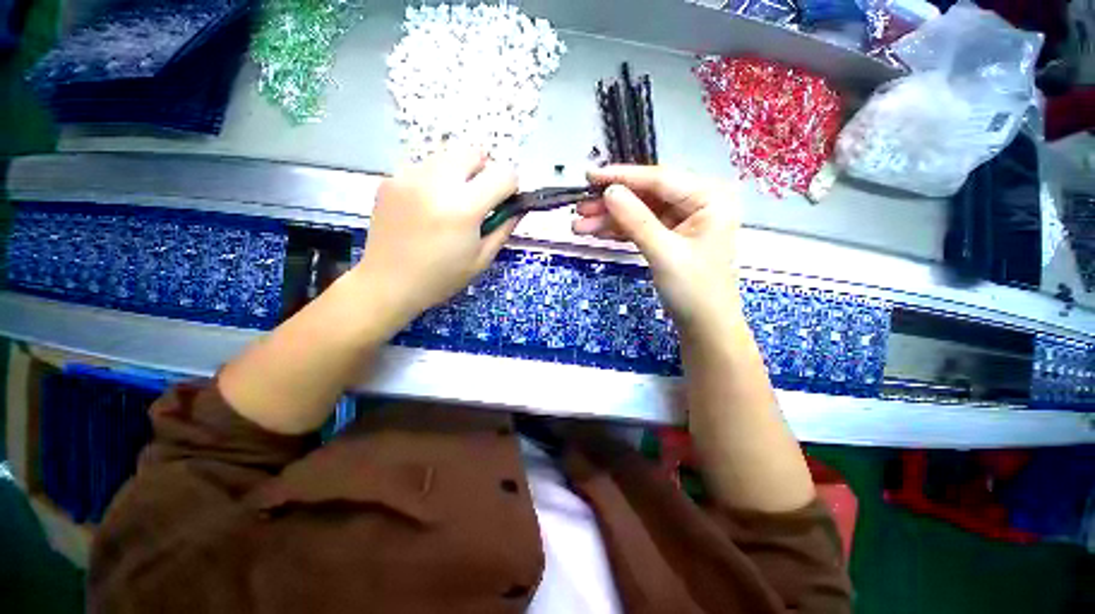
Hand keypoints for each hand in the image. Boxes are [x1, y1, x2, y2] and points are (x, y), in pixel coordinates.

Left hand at [356, 149, 518, 326]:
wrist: (388, 283)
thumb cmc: (441, 277)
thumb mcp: (481, 259)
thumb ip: (504, 228)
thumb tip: (518, 208)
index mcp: (464, 208)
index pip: (503, 174)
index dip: (510, 187)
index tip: (504, 202)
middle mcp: (437, 183)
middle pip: (473, 152)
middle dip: (484, 171)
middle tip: (478, 198)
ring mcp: (409, 177)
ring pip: (447, 156)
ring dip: (458, 174)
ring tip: (450, 203)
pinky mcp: (391, 179)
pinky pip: (424, 167)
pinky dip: (434, 180)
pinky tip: (426, 206)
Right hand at [573, 166, 741, 331]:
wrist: (705, 326)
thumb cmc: (694, 290)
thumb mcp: (664, 253)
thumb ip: (636, 220)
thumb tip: (609, 191)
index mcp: (709, 198)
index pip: (659, 180)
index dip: (622, 177)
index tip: (589, 175)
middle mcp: (697, 203)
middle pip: (646, 196)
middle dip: (611, 204)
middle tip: (579, 208)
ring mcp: (683, 221)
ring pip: (640, 212)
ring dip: (609, 219)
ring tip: (579, 226)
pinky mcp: (671, 237)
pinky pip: (641, 227)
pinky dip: (619, 231)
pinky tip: (596, 232)